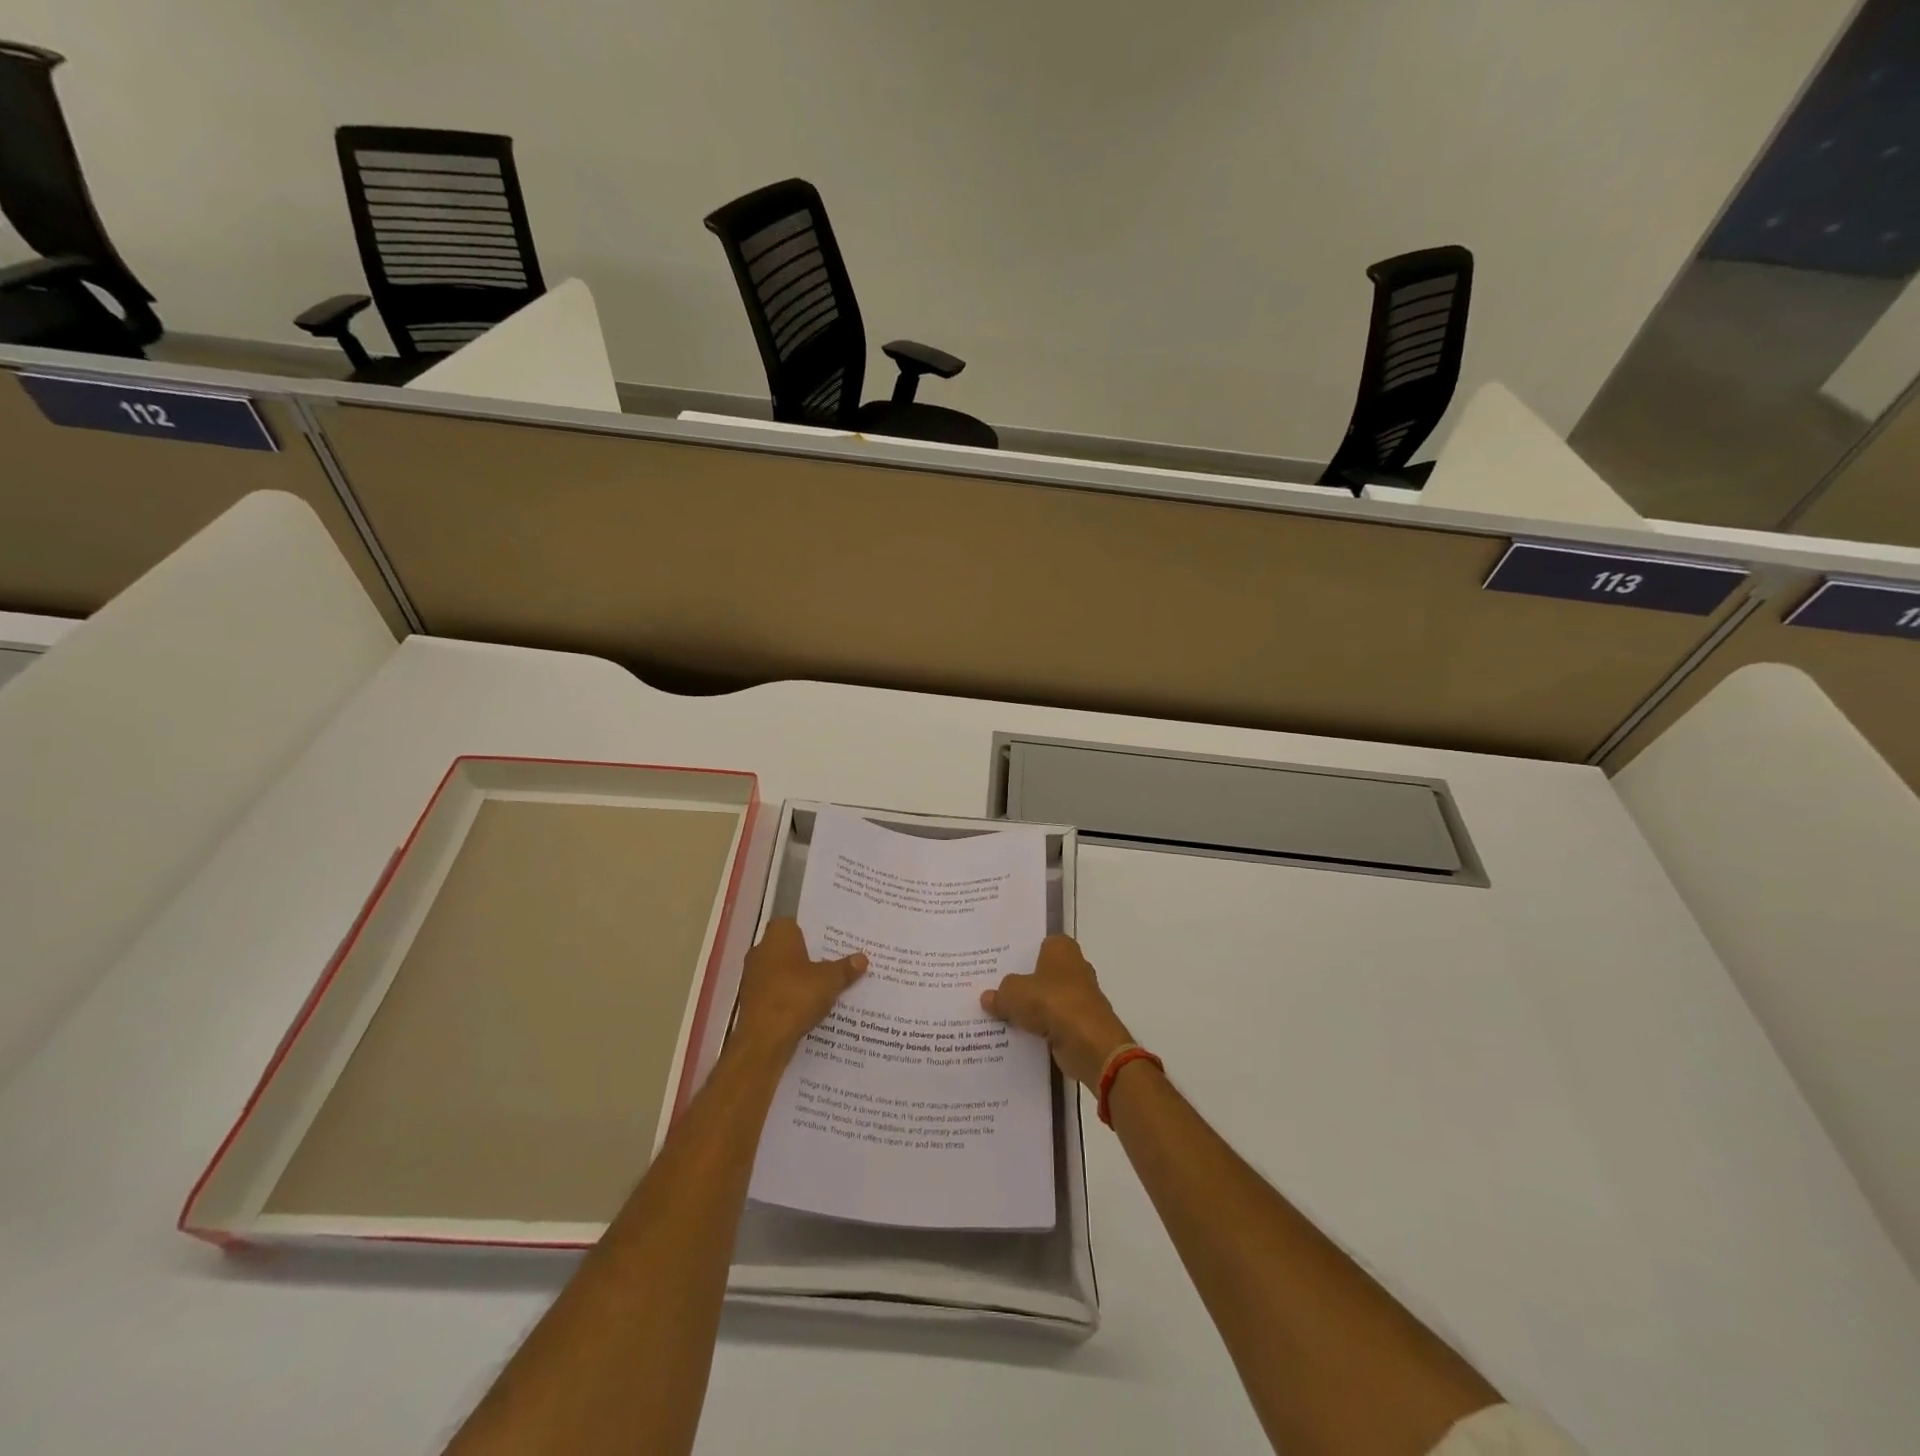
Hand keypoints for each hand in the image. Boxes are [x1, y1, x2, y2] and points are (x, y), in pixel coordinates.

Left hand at [731, 920, 865, 1061]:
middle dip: (809, 957)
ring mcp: (753, 978)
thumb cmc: (795, 997)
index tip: (832, 941)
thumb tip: (862, 958)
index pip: (795, 924)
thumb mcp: (829, 981)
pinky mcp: (752, 1003)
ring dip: (799, 980)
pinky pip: (777, 994)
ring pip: (782, 973)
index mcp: (777, 936)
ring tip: (827, 987)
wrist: (763, 1041)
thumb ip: (845, 968)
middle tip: (835, 963)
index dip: (813, 932)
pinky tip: (810, 1008)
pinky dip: (790, 998)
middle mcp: (761, 952)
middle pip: (789, 949)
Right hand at [982, 935, 1134, 1087]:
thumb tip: (988, 998)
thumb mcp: (1013, 993)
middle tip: (992, 989)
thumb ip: (1000, 994)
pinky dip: (1039, 1030)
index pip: (1038, 944)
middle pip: (1041, 973)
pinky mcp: (1081, 1024)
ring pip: (1047, 1000)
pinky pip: (1053, 1023)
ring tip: (998, 1015)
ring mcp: (1080, 997)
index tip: (997, 964)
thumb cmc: (1052, 1002)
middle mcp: (1075, 967)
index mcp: (1062, 948)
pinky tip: (1016, 1036)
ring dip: (1030, 1009)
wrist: (1089, 1043)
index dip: (1019, 954)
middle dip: (1022, 983)